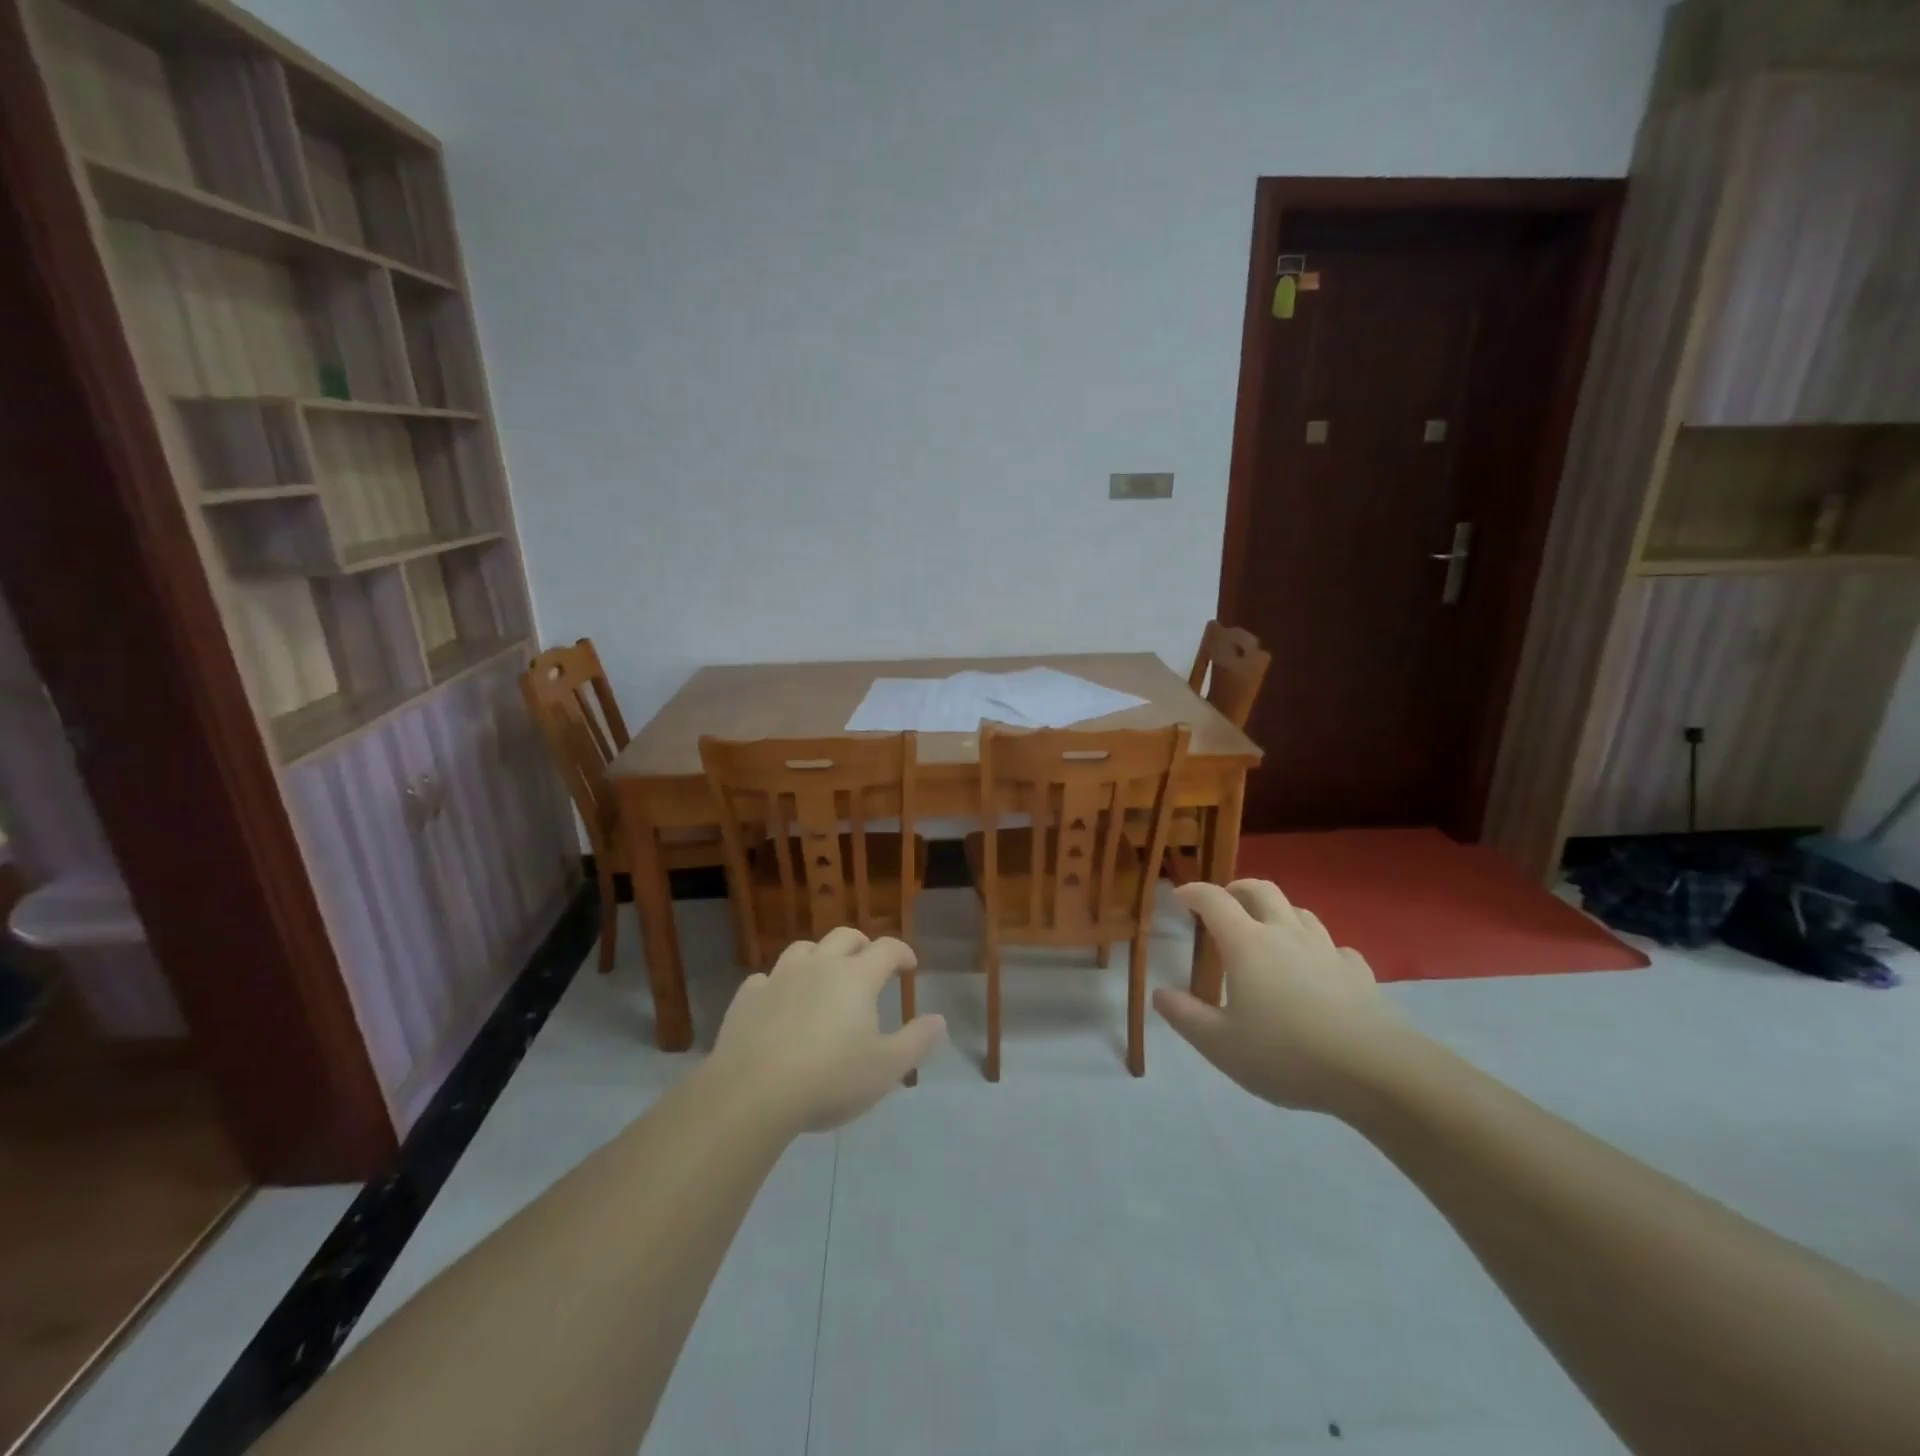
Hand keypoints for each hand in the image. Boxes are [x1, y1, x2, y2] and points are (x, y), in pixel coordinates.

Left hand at [709, 928, 947, 1133]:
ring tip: (824, 977)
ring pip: (803, 949)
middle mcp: (819, 965)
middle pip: (844, 936)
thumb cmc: (830, 1079)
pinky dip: (778, 985)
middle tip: (869, 963)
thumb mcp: (886, 1069)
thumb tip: (939, 1019)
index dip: (902, 953)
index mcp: (856, 977)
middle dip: (862, 945)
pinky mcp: (747, 997)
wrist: (753, 1093)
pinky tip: (779, 1003)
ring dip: (819, 956)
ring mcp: (779, 977)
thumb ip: (916, 1041)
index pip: (886, 948)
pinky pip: (766, 978)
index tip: (909, 967)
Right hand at [1153, 880, 1417, 1114]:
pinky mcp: (1358, 972)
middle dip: (1237, 888)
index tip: (1179, 897)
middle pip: (1261, 890)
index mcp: (1247, 944)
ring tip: (1267, 929)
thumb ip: (1185, 1016)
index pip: (1214, 901)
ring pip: (1299, 911)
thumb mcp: (1220, 1044)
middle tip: (1223, 902)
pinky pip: (1333, 947)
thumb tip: (1160, 993)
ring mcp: (1326, 950)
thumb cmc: (1287, 1054)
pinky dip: (1317, 948)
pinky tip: (1317, 967)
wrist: (1376, 1070)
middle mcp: (1285, 934)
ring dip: (1277, 911)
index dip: (1193, 893)